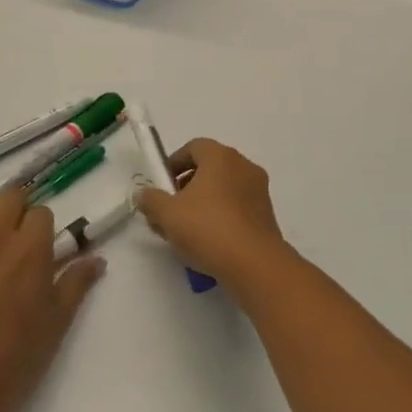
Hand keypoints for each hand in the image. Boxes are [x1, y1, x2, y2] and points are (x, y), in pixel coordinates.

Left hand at [0, 191, 104, 411]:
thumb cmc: (14, 357)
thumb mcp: (56, 322)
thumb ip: (77, 283)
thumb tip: (98, 259)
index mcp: (31, 248)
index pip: (42, 212)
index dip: (44, 229)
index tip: (43, 250)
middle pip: (10, 196)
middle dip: (19, 210)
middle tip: (20, 241)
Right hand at [136, 138, 293, 301]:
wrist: (254, 264)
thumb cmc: (208, 229)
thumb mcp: (167, 214)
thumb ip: (151, 200)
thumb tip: (144, 194)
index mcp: (221, 156)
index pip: (194, 147)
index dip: (173, 164)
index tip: (161, 186)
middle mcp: (243, 166)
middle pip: (209, 168)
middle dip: (186, 187)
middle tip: (170, 210)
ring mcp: (259, 190)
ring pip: (223, 190)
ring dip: (203, 204)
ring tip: (185, 232)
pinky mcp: (266, 215)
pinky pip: (237, 207)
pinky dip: (221, 217)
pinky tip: (208, 243)